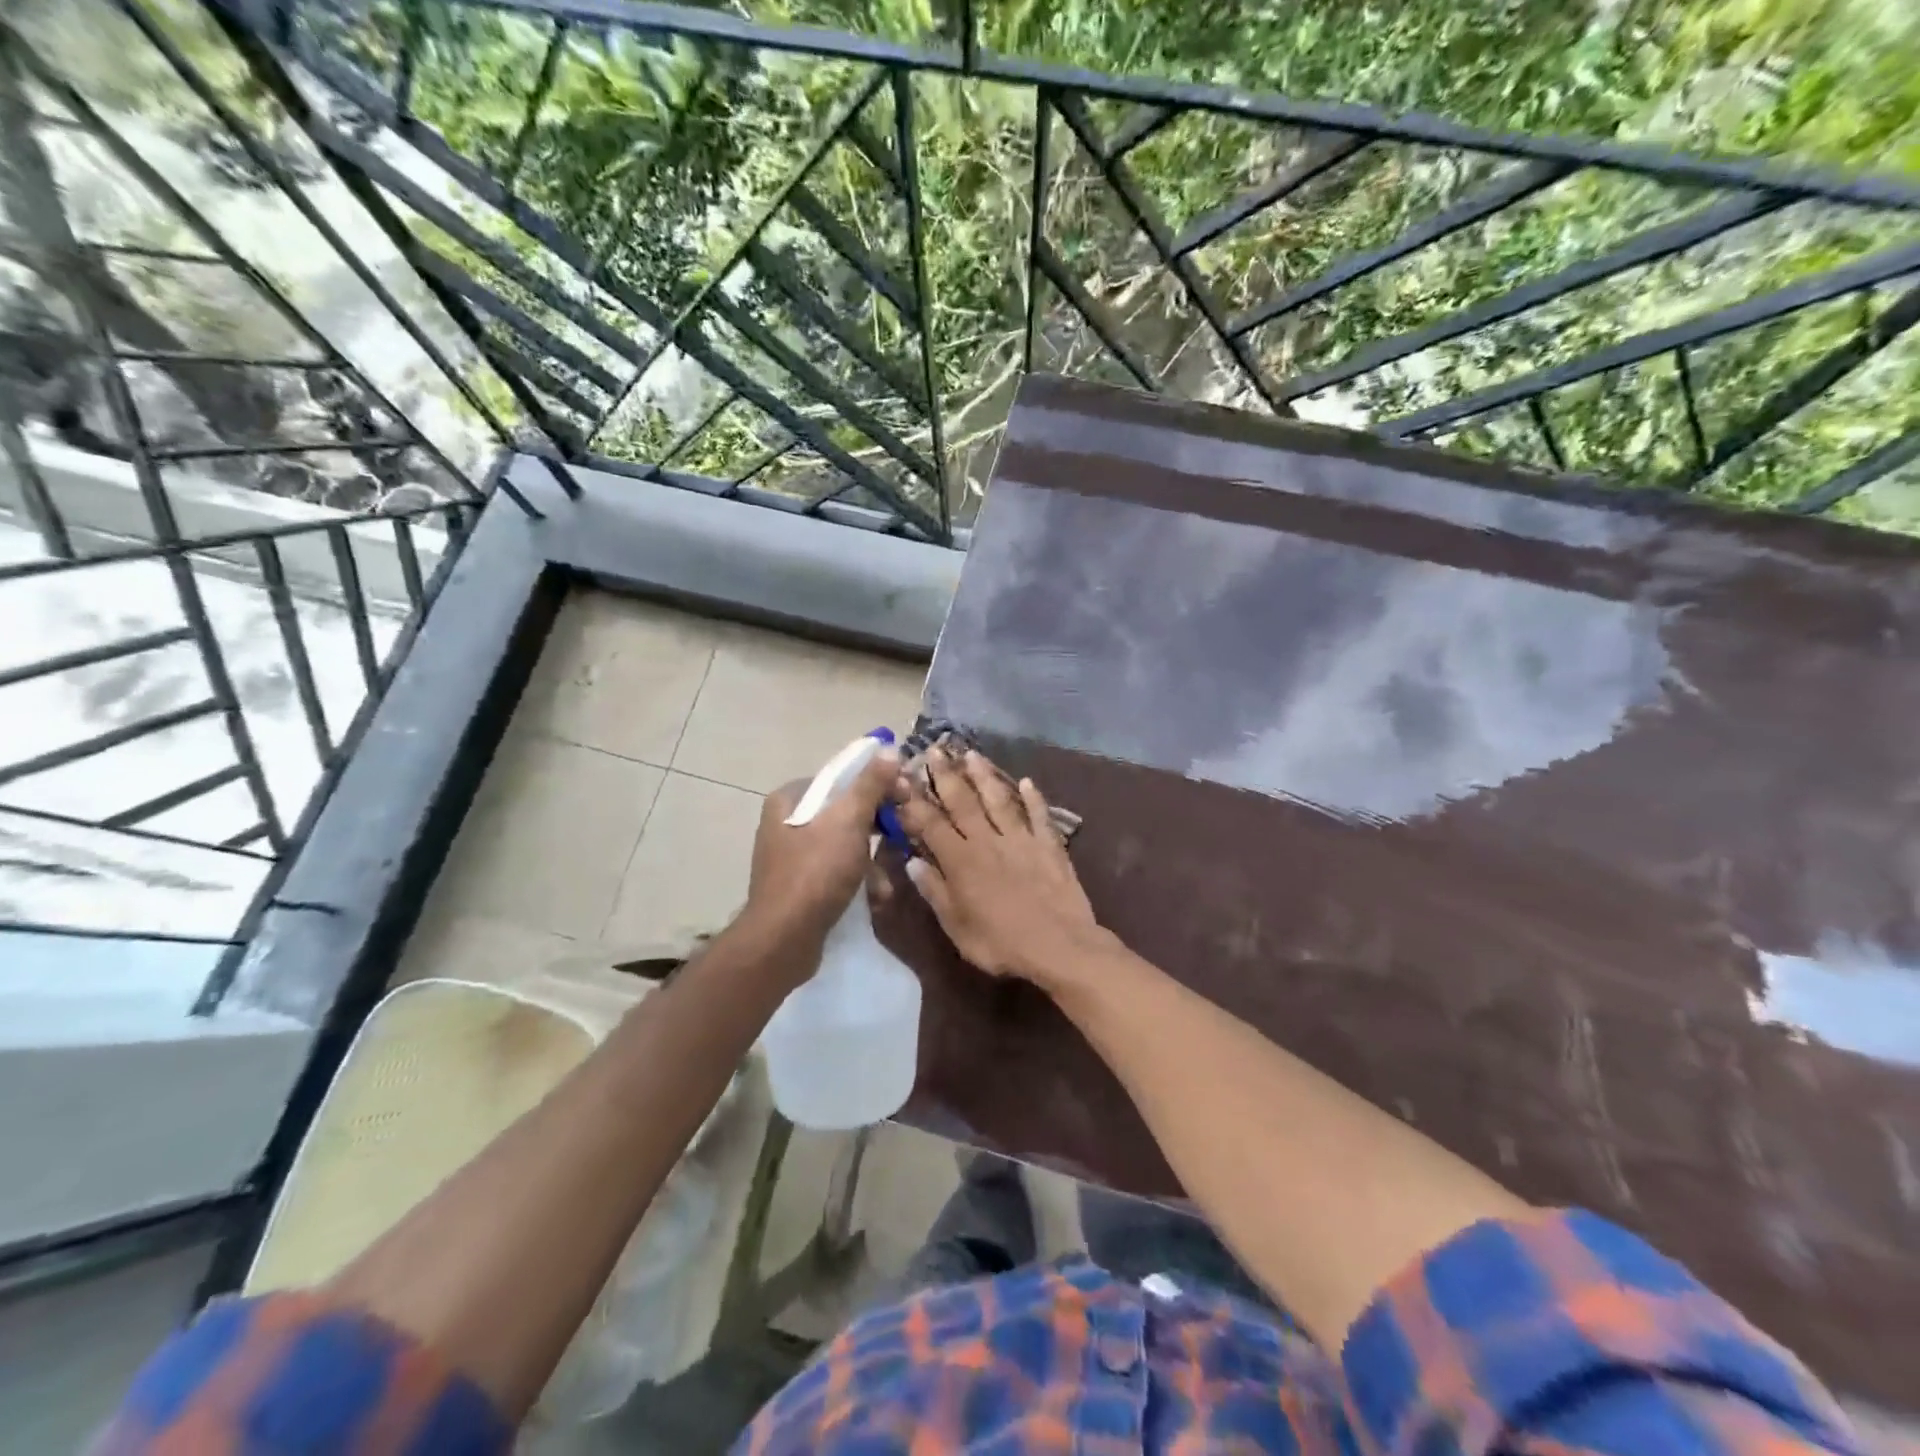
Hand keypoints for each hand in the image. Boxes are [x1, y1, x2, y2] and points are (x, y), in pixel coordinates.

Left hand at [746, 744, 901, 957]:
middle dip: (878, 823)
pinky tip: (876, 893)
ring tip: (890, 874)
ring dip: (872, 855)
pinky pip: (836, 868)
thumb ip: (870, 784)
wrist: (784, 939)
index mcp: (791, 798)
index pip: (842, 777)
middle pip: (844, 809)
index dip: (878, 782)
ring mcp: (791, 854)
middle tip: (905, 832)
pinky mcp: (800, 884)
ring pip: (844, 841)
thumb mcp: (849, 821)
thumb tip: (887, 749)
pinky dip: (857, 875)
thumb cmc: (816, 872)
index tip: (906, 795)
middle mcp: (786, 820)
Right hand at [893, 748, 1105, 987]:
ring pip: (998, 800)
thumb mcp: (957, 927)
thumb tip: (913, 862)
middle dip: (946, 775)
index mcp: (961, 861)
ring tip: (972, 754)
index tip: (902, 777)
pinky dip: (1033, 798)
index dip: (915, 800)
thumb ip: (935, 892)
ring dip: (984, 775)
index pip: (931, 824)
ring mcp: (1020, 839)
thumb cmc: (1001, 943)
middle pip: (963, 802)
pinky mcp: (1049, 845)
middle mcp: (987, 841)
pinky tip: (1027, 781)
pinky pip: (1039, 815)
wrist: (1059, 945)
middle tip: (935, 749)